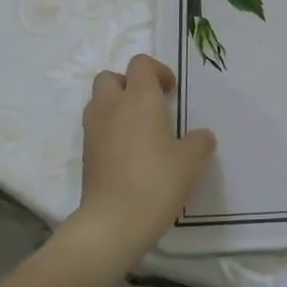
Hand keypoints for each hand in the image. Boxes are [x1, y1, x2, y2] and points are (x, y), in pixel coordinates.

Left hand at [68, 55, 216, 267]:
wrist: (113, 222)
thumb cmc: (157, 181)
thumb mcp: (191, 161)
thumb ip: (198, 142)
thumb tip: (201, 137)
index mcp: (139, 98)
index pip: (140, 64)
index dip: (158, 71)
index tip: (171, 92)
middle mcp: (112, 107)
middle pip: (110, 77)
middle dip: (129, 84)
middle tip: (150, 105)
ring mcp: (93, 131)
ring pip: (98, 102)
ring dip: (116, 106)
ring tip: (138, 129)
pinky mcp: (86, 154)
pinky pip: (95, 128)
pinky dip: (109, 131)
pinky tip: (128, 153)